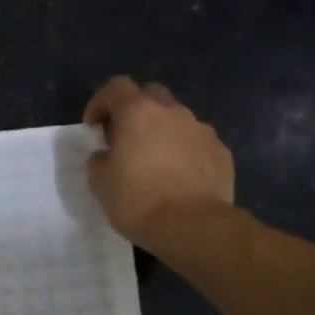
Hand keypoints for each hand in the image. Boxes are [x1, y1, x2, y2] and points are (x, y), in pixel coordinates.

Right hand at [83, 76, 235, 243]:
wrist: (193, 226)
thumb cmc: (137, 200)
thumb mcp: (99, 182)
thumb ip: (99, 159)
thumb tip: (106, 155)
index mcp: (138, 112)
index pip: (116, 87)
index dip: (100, 103)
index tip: (93, 128)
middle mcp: (173, 112)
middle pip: (150, 95)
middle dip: (135, 111)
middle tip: (124, 138)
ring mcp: (202, 130)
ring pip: (177, 119)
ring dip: (162, 132)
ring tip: (154, 162)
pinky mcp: (221, 152)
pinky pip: (196, 143)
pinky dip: (184, 152)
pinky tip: (178, 178)